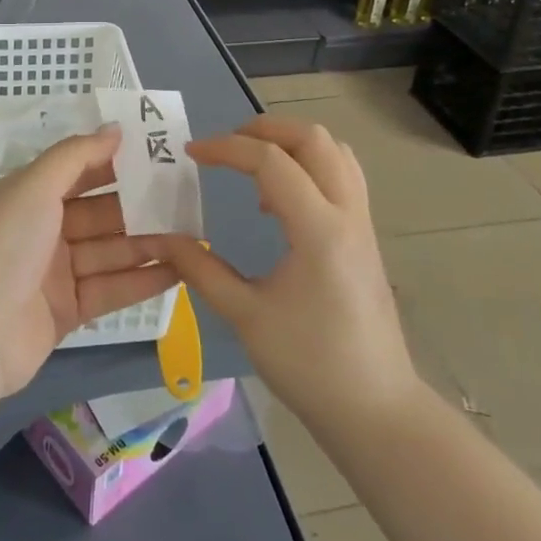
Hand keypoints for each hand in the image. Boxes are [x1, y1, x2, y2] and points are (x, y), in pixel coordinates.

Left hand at [0, 125, 179, 397]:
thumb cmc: (4, 245)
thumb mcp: (35, 186)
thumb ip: (77, 155)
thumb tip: (115, 128)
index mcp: (27, 195)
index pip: (77, 171)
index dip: (114, 162)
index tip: (157, 154)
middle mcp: (41, 229)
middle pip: (99, 212)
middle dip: (139, 205)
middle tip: (185, 198)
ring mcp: (55, 272)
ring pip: (109, 250)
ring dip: (148, 242)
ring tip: (193, 234)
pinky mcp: (68, 310)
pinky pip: (111, 288)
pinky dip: (143, 279)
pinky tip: (180, 270)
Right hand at [140, 115, 420, 435]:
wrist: (377, 410)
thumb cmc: (310, 365)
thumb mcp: (246, 316)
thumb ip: (202, 269)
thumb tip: (164, 239)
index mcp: (318, 230)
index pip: (271, 160)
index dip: (226, 148)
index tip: (191, 154)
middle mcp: (347, 213)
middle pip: (313, 138)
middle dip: (264, 129)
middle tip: (225, 146)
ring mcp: (363, 223)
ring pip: (335, 151)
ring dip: (291, 143)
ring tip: (253, 167)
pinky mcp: (365, 236)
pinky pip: (342, 175)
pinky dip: (310, 165)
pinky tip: (280, 202)